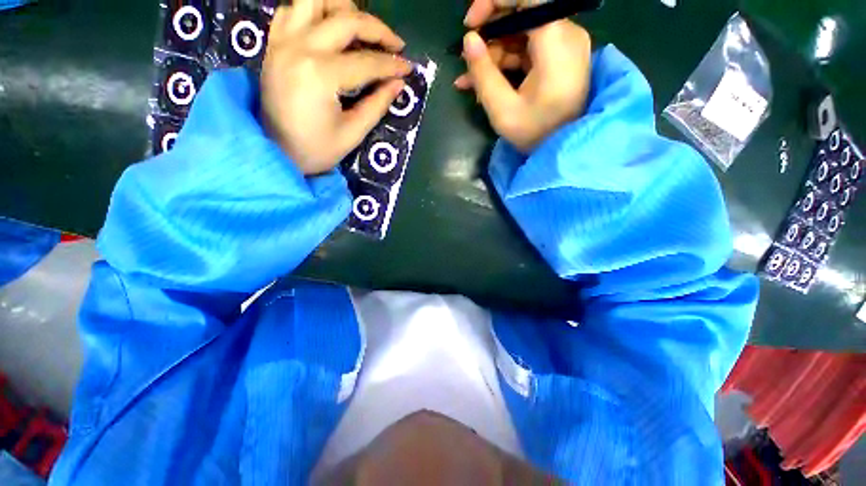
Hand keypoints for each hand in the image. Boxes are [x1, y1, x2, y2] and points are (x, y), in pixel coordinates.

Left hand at [261, 0, 411, 174]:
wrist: (275, 152)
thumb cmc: (316, 150)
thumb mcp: (352, 134)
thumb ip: (377, 105)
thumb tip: (399, 83)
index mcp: (321, 76)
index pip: (367, 62)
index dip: (392, 65)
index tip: (408, 69)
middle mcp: (300, 48)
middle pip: (346, 20)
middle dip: (378, 30)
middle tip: (395, 45)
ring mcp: (283, 42)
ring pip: (314, 0)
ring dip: (343, 8)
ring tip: (360, 29)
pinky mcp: (274, 44)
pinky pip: (292, 10)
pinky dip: (314, 12)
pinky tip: (328, 29)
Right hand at [456, 0, 591, 152]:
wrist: (563, 148)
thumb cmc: (535, 133)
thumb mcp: (503, 109)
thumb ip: (483, 73)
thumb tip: (469, 40)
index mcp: (555, 41)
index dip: (493, 2)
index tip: (469, 25)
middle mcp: (565, 34)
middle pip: (521, 15)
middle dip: (489, 36)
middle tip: (467, 61)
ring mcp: (563, 46)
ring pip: (520, 35)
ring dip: (492, 56)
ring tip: (469, 81)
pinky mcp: (558, 59)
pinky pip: (527, 50)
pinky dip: (505, 63)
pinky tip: (484, 83)